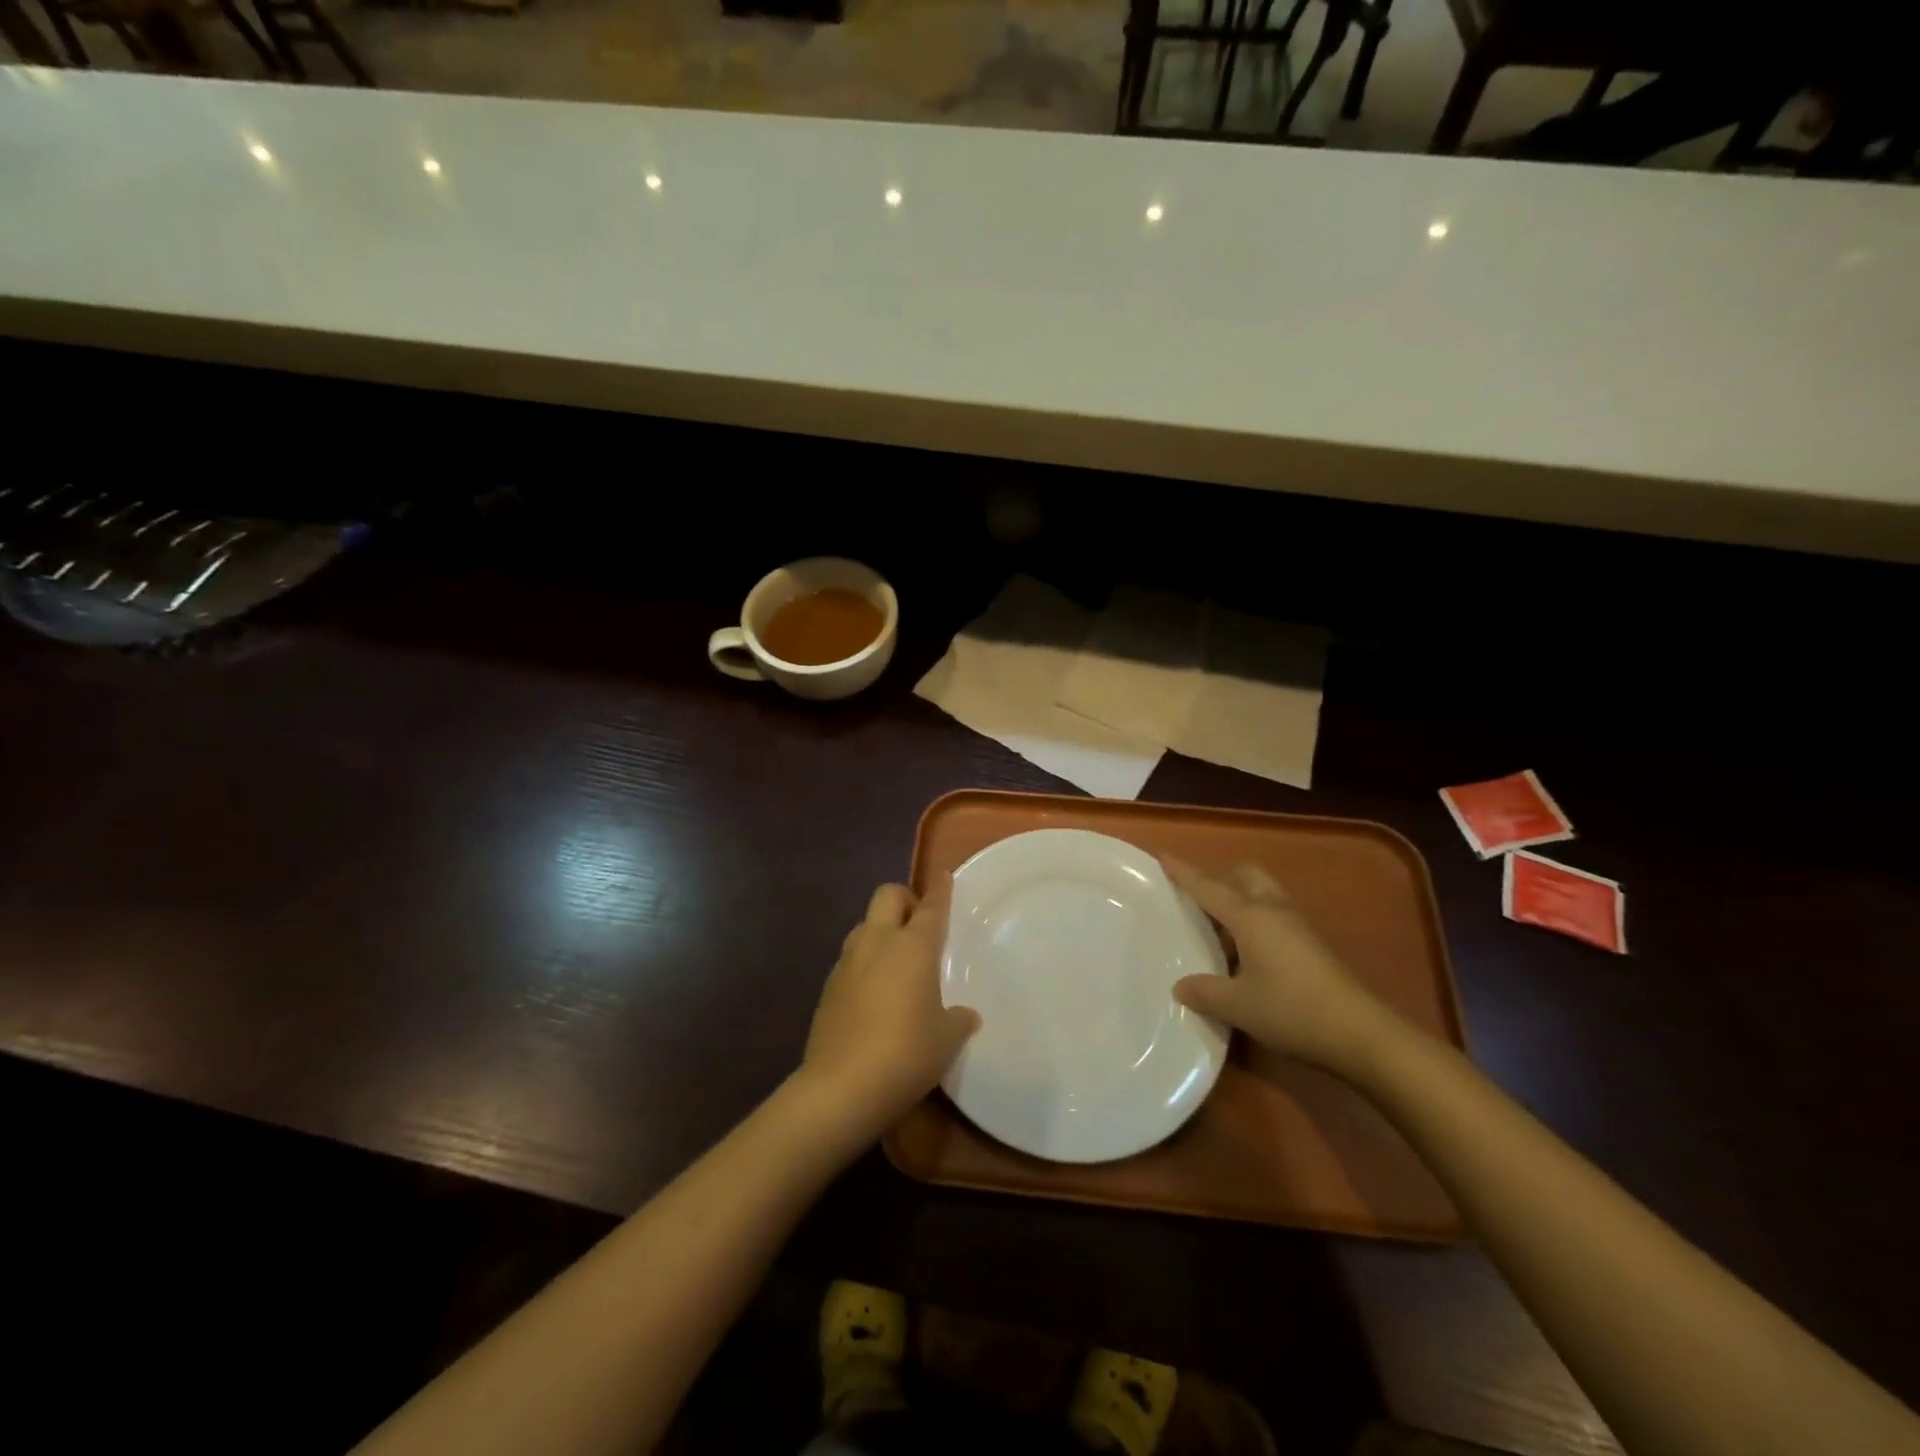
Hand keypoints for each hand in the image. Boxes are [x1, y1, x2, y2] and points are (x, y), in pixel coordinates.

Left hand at [800, 880, 979, 1131]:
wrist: (841, 1087)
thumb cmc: (906, 1054)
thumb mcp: (946, 1040)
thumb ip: (958, 1020)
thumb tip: (965, 1015)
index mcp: (913, 947)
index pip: (931, 907)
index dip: (940, 890)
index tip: (944, 876)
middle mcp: (877, 942)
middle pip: (887, 896)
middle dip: (905, 899)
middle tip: (919, 924)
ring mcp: (847, 962)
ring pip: (864, 925)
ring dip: (881, 930)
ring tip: (897, 960)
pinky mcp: (828, 987)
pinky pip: (850, 958)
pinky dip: (865, 962)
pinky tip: (874, 993)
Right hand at [1164, 858, 1391, 1071]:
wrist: (1361, 1033)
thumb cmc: (1292, 1010)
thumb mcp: (1238, 1005)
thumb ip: (1204, 992)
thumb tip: (1180, 986)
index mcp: (1250, 916)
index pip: (1208, 887)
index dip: (1184, 873)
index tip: (1163, 856)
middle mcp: (1273, 910)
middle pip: (1245, 876)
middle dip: (1221, 880)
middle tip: (1200, 903)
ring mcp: (1297, 926)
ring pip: (1263, 894)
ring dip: (1240, 900)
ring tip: (1220, 931)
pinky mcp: (1312, 945)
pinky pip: (1275, 915)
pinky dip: (1256, 921)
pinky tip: (1247, 955)